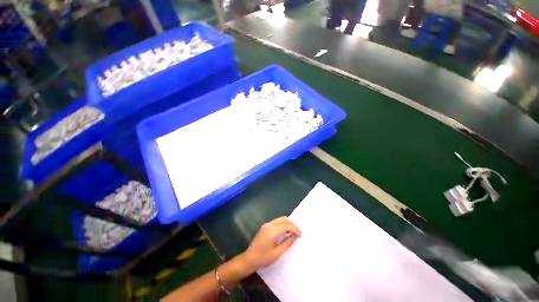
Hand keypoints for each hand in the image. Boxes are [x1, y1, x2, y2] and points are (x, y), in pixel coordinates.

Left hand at [240, 217, 300, 271]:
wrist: (249, 258)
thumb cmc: (263, 258)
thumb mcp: (277, 253)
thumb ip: (287, 243)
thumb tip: (295, 236)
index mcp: (272, 231)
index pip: (286, 225)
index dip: (295, 229)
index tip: (300, 235)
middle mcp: (269, 225)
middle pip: (283, 219)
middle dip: (292, 224)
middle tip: (297, 233)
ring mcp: (266, 225)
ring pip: (280, 219)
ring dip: (288, 224)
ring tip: (293, 232)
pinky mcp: (265, 226)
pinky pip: (276, 222)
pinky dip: (283, 224)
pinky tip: (285, 232)